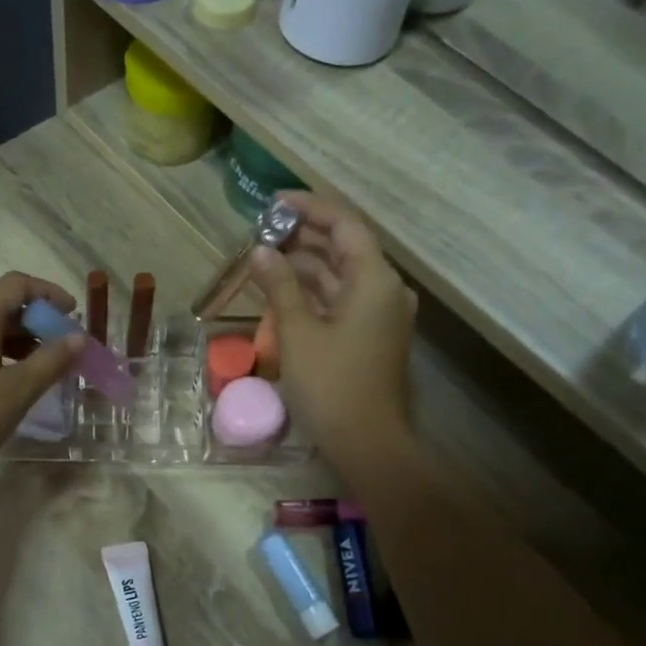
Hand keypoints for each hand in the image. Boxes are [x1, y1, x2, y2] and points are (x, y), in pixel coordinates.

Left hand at [0, 272, 82, 486]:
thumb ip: (51, 360)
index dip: (48, 292)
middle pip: (0, 306)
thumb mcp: (17, 390)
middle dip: (36, 321)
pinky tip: (11, 382)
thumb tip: (77, 337)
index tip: (73, 313)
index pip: (15, 284)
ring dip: (18, 341)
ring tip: (43, 368)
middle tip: (64, 347)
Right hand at [248, 192, 417, 472]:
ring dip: (305, 265)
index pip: (344, 225)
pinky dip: (313, 291)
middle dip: (303, 237)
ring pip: (340, 275)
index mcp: (375, 280)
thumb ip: (279, 285)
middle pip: (343, 248)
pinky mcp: (371, 335)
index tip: (273, 202)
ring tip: (263, 257)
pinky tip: (282, 290)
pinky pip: (341, 299)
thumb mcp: (298, 332)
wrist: (367, 443)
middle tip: (260, 232)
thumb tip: (260, 251)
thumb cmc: (332, 385)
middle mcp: (385, 289)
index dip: (309, 207)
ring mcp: (380, 314)